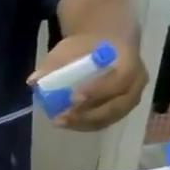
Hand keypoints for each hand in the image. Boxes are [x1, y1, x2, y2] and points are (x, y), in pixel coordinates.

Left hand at [30, 35, 146, 131]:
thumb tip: (33, 81)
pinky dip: (86, 124)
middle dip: (87, 114)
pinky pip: (106, 121)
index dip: (97, 91)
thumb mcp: (71, 48)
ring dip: (84, 123)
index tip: (73, 98)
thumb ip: (54, 63)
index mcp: (129, 62)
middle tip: (62, 116)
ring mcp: (132, 99)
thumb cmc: (88, 46)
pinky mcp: (122, 110)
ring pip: (110, 117)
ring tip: (60, 121)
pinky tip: (68, 123)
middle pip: (115, 106)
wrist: (107, 45)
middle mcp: (136, 83)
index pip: (118, 81)